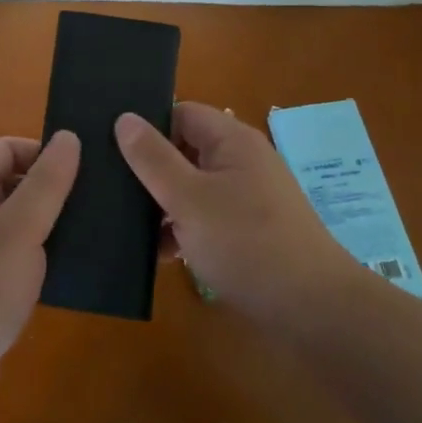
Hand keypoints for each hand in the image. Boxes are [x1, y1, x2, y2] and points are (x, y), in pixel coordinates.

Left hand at [0, 131, 79, 422]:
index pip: (6, 148)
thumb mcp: (20, 228)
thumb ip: (47, 182)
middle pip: (12, 183)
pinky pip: (15, 257)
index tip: (83, 168)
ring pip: (17, 222)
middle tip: (97, 199)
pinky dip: (41, 256)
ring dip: (50, 224)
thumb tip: (69, 135)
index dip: (42, 151)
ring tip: (94, 231)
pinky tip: (72, 269)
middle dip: (51, 187)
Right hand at [116, 102, 353, 318]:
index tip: (111, 149)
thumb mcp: (188, 198)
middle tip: (109, 188)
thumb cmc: (246, 243)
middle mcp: (242, 161)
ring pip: (192, 187)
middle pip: (184, 150)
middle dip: (150, 171)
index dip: (148, 127)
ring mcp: (247, 196)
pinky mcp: (249, 230)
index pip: (180, 113)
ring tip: (125, 226)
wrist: (312, 309)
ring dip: (163, 205)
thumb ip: (153, 158)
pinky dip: (183, 229)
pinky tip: (159, 254)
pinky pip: (206, 216)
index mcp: (231, 140)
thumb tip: (124, 118)